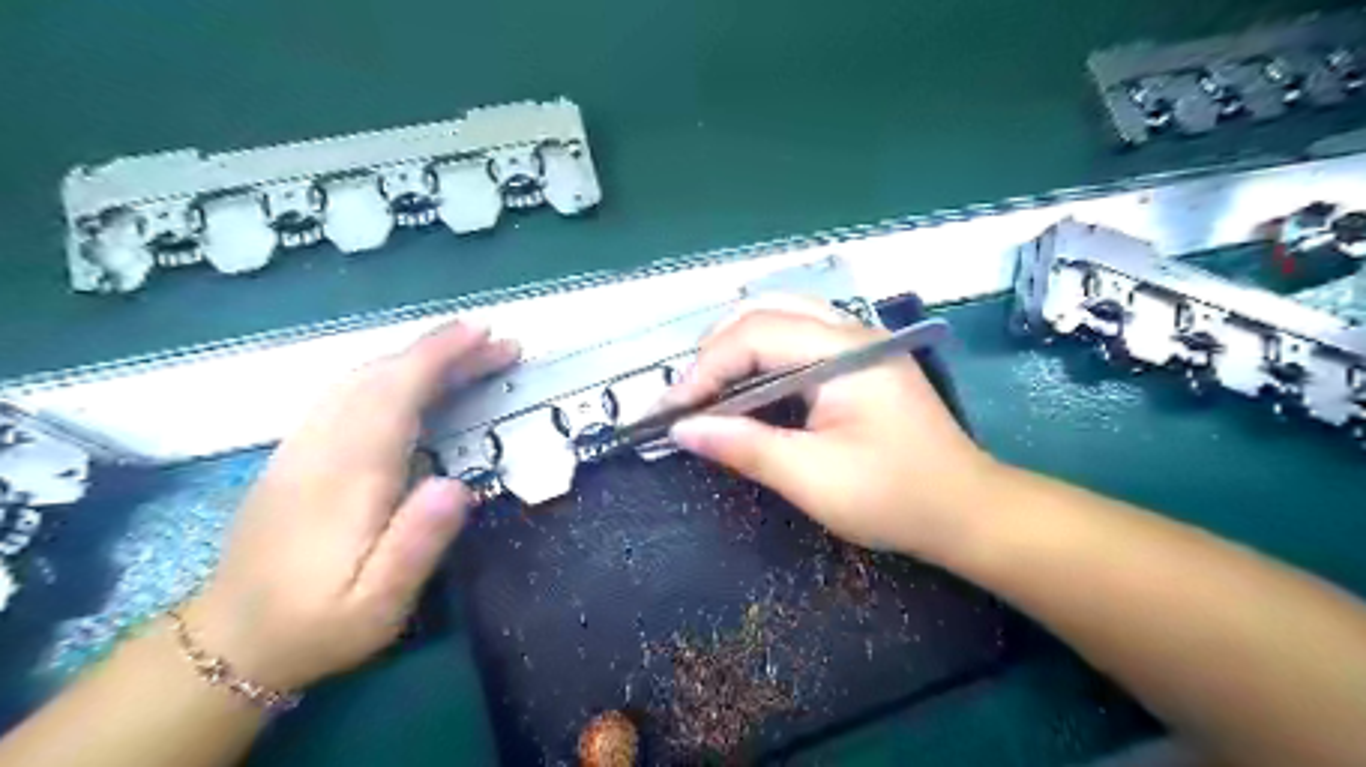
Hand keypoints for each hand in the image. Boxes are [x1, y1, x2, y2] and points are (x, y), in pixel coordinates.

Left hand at [183, 320, 520, 691]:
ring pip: (359, 379)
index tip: (484, 335)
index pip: (395, 395)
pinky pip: (345, 394)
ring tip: (468, 354)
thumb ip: (417, 544)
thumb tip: (459, 484)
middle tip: (497, 344)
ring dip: (416, 358)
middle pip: (381, 376)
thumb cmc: (317, 626)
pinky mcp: (297, 454)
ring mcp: (302, 447)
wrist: (228, 644)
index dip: (440, 357)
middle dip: (441, 351)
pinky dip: (388, 374)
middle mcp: (322, 448)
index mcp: (349, 478)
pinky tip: (412, 380)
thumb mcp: (378, 606)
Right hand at [668, 303, 999, 560]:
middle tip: (687, 399)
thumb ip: (745, 447)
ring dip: (735, 350)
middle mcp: (849, 332)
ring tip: (707, 392)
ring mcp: (856, 343)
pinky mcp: (857, 362)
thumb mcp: (813, 478)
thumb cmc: (895, 497)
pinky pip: (795, 340)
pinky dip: (760, 359)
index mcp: (843, 353)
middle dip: (715, 352)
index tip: (671, 412)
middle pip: (763, 313)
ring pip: (778, 319)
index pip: (753, 336)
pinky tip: (746, 389)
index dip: (703, 369)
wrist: (968, 512)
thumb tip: (683, 429)